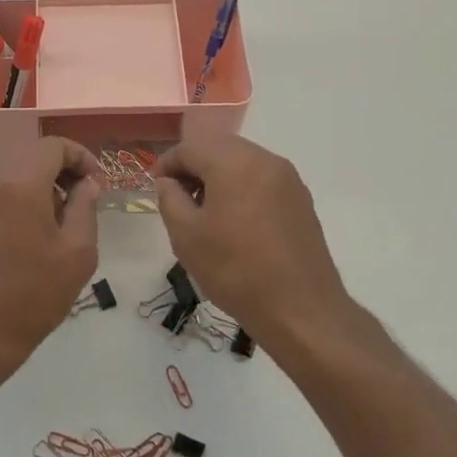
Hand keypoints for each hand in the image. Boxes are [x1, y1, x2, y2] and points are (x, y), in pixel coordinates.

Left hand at [0, 138, 103, 372]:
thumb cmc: (33, 293)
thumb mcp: (77, 252)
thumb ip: (85, 207)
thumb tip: (86, 185)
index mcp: (19, 182)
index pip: (53, 146)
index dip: (82, 157)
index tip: (98, 184)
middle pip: (32, 153)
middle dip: (62, 168)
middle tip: (84, 198)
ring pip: (14, 169)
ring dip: (41, 181)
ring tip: (62, 216)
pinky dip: (21, 193)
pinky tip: (35, 228)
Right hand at [154, 136, 352, 344]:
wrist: (300, 309)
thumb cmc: (234, 270)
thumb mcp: (186, 235)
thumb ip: (169, 199)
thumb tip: (169, 183)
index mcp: (235, 162)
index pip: (191, 147)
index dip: (167, 163)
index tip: (155, 186)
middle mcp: (266, 160)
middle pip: (219, 148)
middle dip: (193, 166)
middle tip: (176, 197)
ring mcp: (289, 179)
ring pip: (242, 162)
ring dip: (218, 176)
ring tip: (203, 211)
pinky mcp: (301, 200)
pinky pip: (261, 180)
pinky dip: (241, 188)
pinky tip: (233, 221)